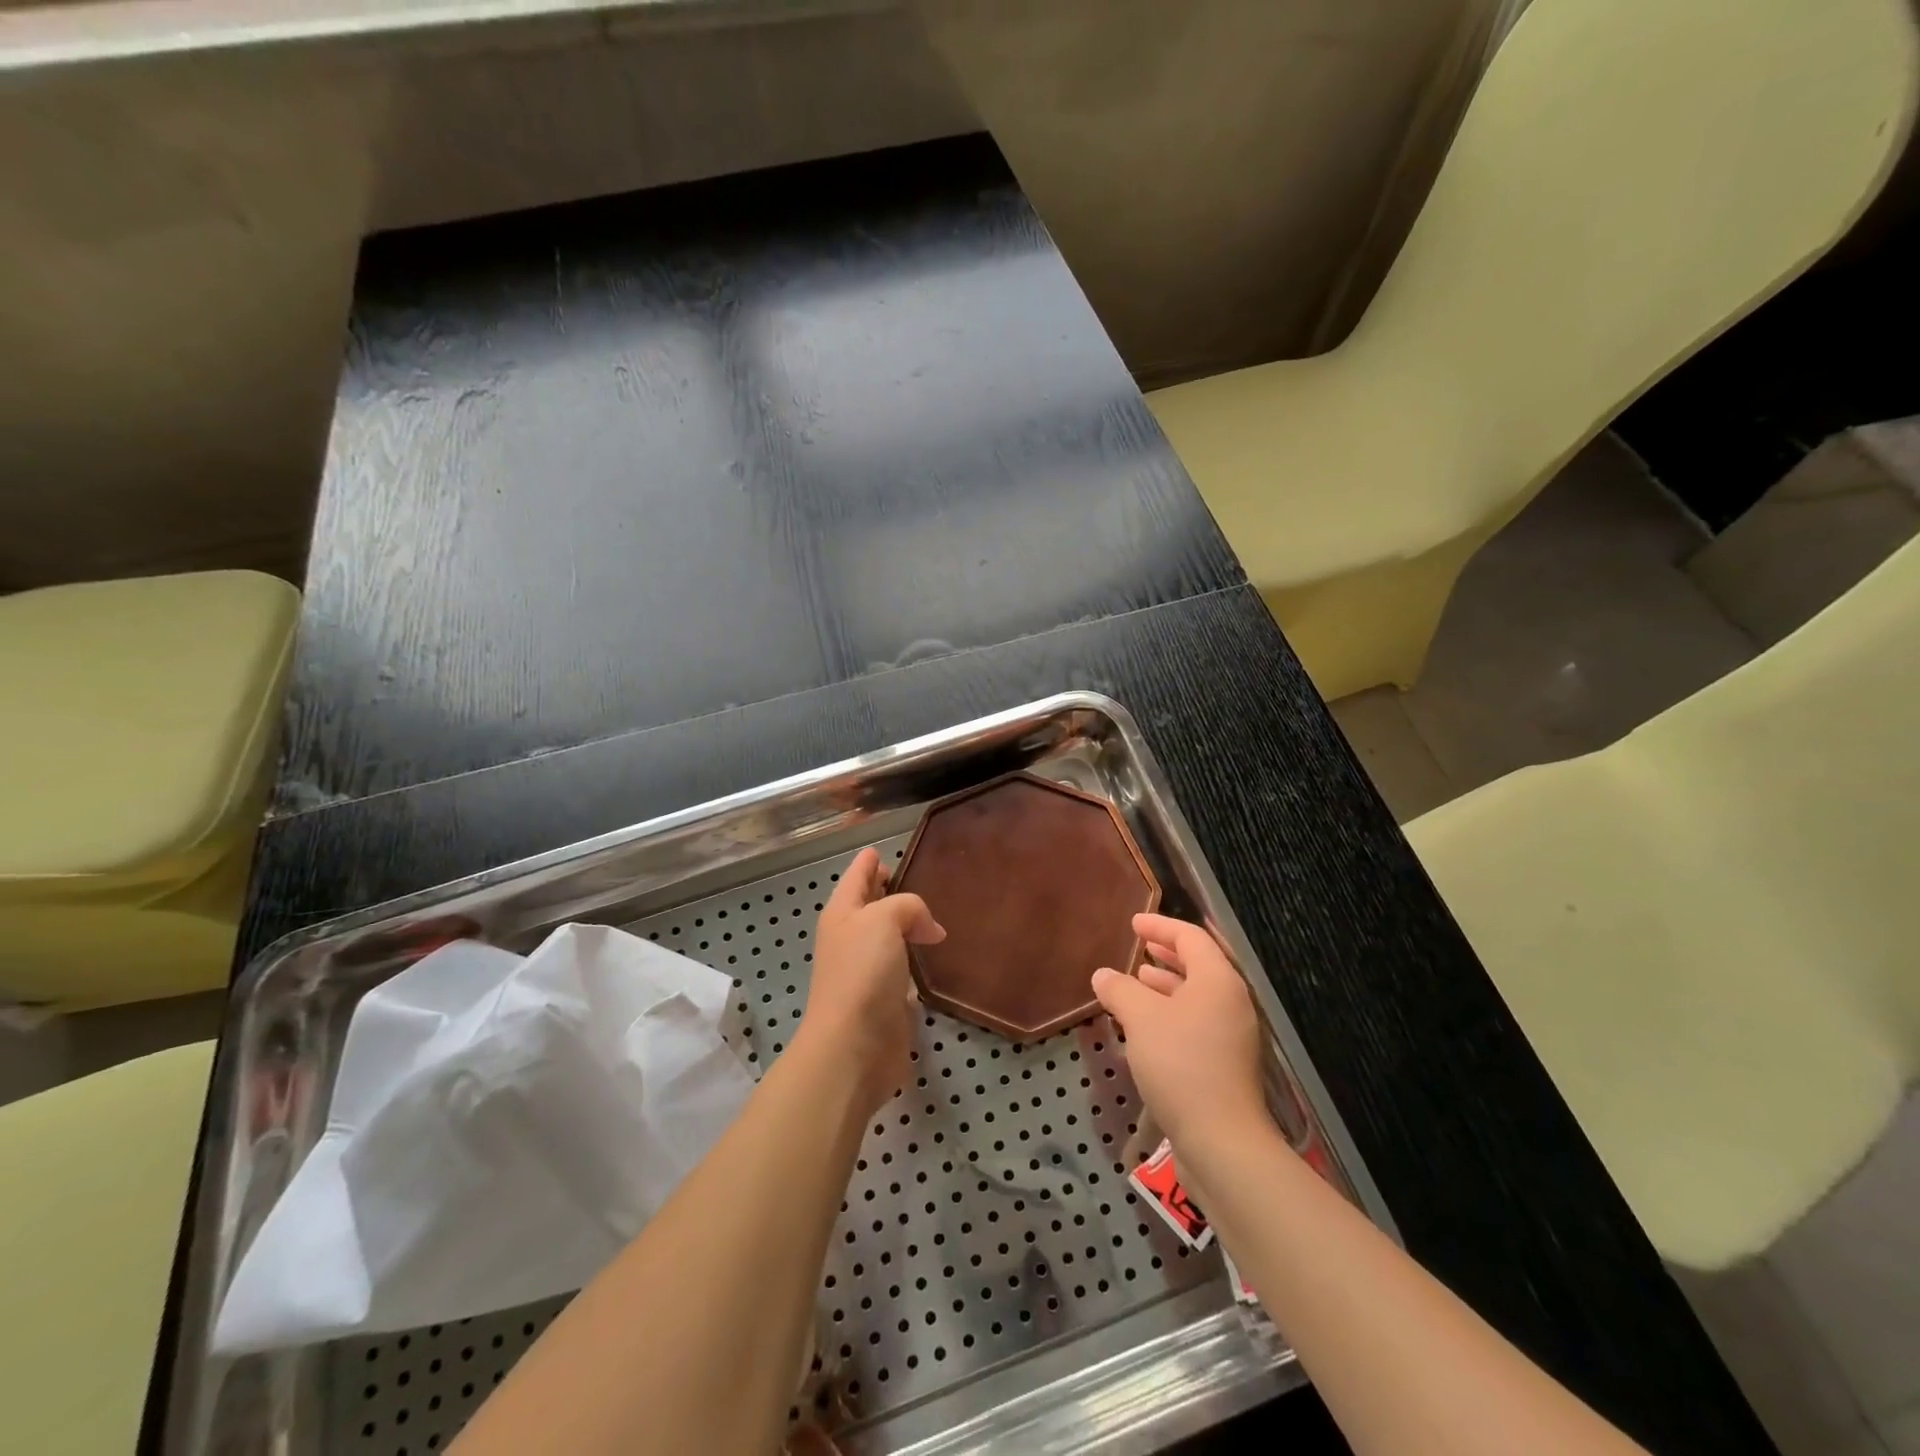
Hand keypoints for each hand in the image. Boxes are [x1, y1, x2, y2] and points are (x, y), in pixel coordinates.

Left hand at [803, 847, 944, 1114]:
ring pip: (888, 936)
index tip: (888, 849)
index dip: (872, 860)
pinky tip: (934, 958)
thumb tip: (929, 928)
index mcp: (842, 912)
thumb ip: (909, 906)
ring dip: (907, 926)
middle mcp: (851, 937)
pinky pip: (902, 967)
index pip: (858, 874)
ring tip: (938, 917)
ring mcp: (866, 970)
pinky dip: (916, 959)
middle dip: (891, 890)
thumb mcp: (883, 920)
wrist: (853, 1047)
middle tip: (925, 879)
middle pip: (871, 903)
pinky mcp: (884, 999)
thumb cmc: (862, 972)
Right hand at [1091, 913, 1269, 1151]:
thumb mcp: (1141, 1019)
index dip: (1160, 926)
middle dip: (1166, 954)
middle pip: (1198, 965)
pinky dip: (1171, 1013)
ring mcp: (1231, 1036)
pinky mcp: (1225, 1065)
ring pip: (1196, 997)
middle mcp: (1231, 1002)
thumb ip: (1119, 990)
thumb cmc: (1181, 1065)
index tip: (1133, 923)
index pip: (1191, 937)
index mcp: (1218, 981)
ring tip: (1136, 982)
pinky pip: (1195, 1023)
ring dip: (1166, 985)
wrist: (1221, 1142)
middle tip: (1139, 947)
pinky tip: (1145, 1026)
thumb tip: (1103, 975)